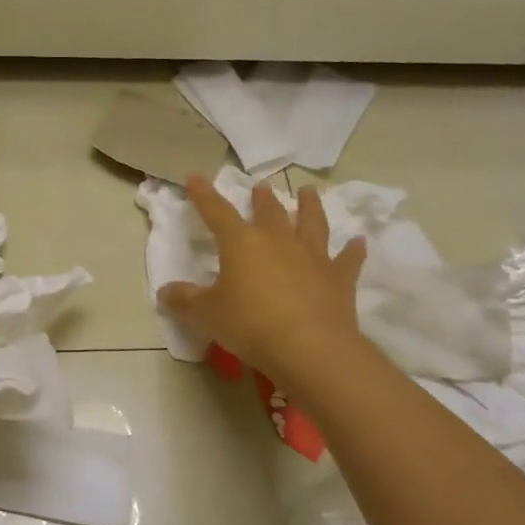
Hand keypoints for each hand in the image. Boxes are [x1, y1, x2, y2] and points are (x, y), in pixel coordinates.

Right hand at [159, 175, 365, 381]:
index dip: (204, 195)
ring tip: (308, 192)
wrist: (309, 348)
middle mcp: (278, 241)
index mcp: (242, 243)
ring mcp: (312, 257)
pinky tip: (359, 241)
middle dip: (262, 199)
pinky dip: (353, 250)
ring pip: (311, 223)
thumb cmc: (249, 324)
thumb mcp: (206, 315)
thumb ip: (184, 301)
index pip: (217, 212)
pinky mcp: (338, 279)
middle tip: (260, 188)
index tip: (196, 177)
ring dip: (309, 206)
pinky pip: (347, 260)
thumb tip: (165, 292)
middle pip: (270, 212)